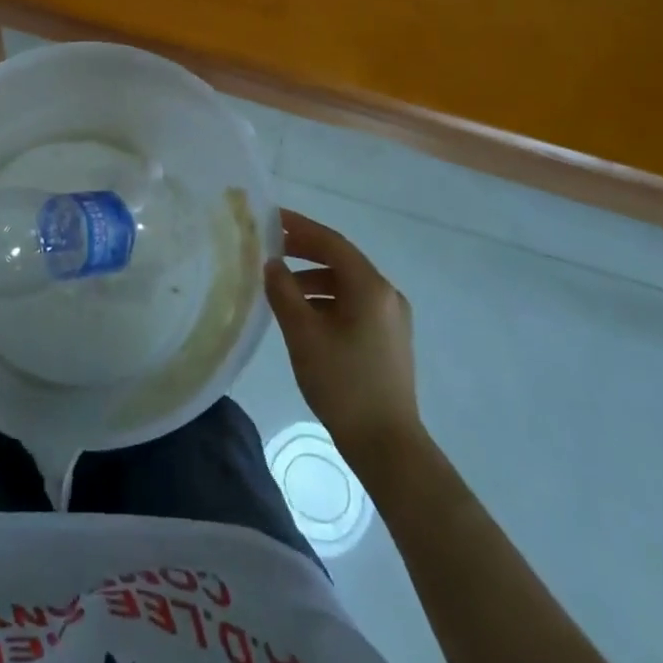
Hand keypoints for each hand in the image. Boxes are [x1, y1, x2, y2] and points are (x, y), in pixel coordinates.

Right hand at [265, 210, 419, 458]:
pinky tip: (304, 315)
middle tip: (271, 248)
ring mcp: (391, 318)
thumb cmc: (343, 383)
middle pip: (341, 261)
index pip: (332, 243)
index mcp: (370, 287)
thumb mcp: (303, 334)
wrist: (387, 444)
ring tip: (281, 288)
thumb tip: (272, 264)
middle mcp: (386, 295)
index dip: (300, 227)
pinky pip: (354, 304)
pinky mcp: (389, 339)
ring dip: (313, 278)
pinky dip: (327, 299)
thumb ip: (284, 292)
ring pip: (347, 284)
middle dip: (305, 251)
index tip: (271, 218)